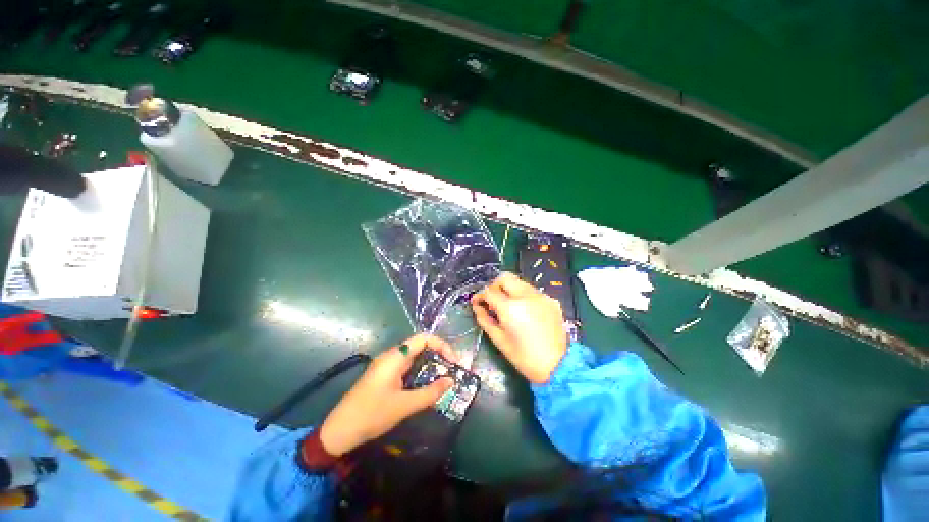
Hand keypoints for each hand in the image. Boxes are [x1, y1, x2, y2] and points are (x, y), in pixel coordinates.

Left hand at [319, 333, 455, 455]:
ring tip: (444, 378)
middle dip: (439, 355)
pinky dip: (421, 373)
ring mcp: (387, 366)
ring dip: (430, 365)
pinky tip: (427, 386)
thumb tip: (451, 381)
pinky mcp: (385, 376)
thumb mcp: (404, 406)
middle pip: (420, 346)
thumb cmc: (371, 414)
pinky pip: (408, 368)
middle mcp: (392, 356)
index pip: (424, 339)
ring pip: (415, 358)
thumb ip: (430, 393)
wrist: (339, 432)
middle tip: (452, 370)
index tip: (453, 362)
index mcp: (395, 356)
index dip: (442, 345)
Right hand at [471, 272, 567, 383]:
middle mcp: (526, 295)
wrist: (558, 366)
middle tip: (492, 300)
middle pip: (505, 277)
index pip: (489, 291)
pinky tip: (525, 311)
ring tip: (508, 306)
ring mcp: (541, 296)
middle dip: (495, 286)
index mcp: (510, 307)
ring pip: (519, 282)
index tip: (477, 302)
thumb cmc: (524, 357)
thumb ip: (484, 319)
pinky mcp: (551, 300)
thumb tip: (477, 307)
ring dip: (509, 290)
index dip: (480, 295)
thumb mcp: (499, 340)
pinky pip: (532, 291)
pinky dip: (524, 296)